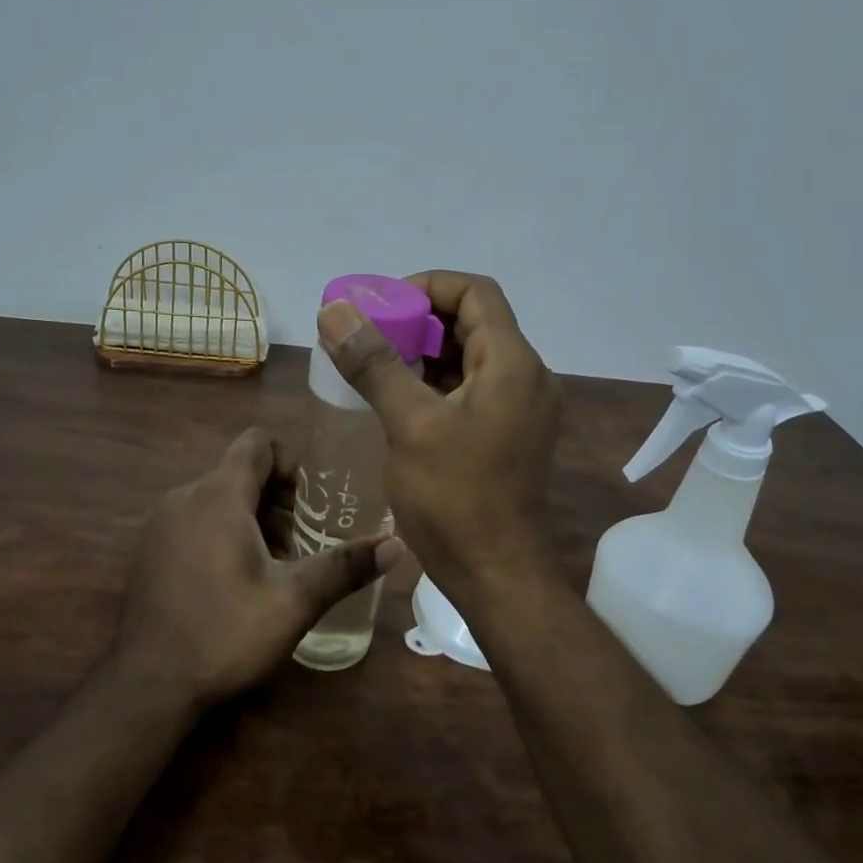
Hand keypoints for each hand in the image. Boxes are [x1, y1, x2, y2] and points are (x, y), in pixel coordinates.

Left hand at [115, 427, 401, 708]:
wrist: (147, 686)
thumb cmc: (225, 633)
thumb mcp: (294, 601)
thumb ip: (345, 567)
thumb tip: (397, 545)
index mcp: (218, 495)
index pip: (257, 443)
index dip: (289, 462)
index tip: (305, 504)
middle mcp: (184, 496)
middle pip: (239, 473)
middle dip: (275, 500)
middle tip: (296, 547)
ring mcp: (160, 523)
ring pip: (216, 499)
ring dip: (249, 520)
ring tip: (270, 569)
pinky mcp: (148, 550)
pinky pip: (193, 521)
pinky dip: (219, 534)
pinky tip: (231, 584)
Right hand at [316, 271, 561, 605]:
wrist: (496, 575)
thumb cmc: (455, 498)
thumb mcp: (409, 424)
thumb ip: (374, 363)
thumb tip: (336, 310)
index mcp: (512, 363)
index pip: (474, 292)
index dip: (424, 287)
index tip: (379, 308)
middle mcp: (526, 377)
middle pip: (472, 322)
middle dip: (418, 320)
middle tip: (368, 335)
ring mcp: (521, 408)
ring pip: (470, 357)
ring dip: (425, 353)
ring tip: (375, 364)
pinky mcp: (510, 434)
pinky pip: (472, 389)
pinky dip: (436, 383)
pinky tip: (399, 399)